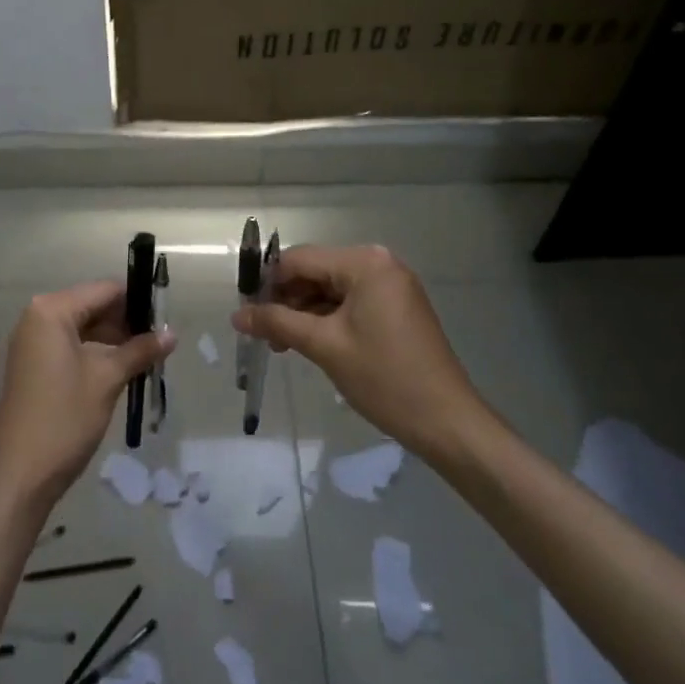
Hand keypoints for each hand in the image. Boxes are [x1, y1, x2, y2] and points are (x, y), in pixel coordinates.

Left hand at [0, 281, 173, 504]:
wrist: (21, 475)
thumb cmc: (65, 418)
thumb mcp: (108, 379)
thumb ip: (140, 350)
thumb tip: (172, 333)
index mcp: (51, 310)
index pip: (104, 290)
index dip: (137, 301)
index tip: (165, 318)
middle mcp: (37, 317)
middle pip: (92, 306)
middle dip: (126, 322)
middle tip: (159, 341)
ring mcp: (31, 341)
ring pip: (82, 327)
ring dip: (113, 339)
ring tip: (146, 356)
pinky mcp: (32, 364)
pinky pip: (69, 345)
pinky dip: (94, 352)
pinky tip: (121, 368)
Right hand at [231, 244, 486, 452]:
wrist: (447, 423)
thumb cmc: (385, 378)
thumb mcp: (324, 346)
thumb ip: (277, 323)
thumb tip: (236, 315)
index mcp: (364, 262)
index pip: (299, 260)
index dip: (267, 283)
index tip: (245, 311)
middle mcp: (379, 263)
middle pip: (315, 272)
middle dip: (286, 300)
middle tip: (262, 334)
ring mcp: (390, 285)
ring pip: (330, 288)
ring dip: (303, 312)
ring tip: (281, 345)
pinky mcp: (395, 306)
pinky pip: (349, 302)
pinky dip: (326, 319)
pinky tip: (308, 343)